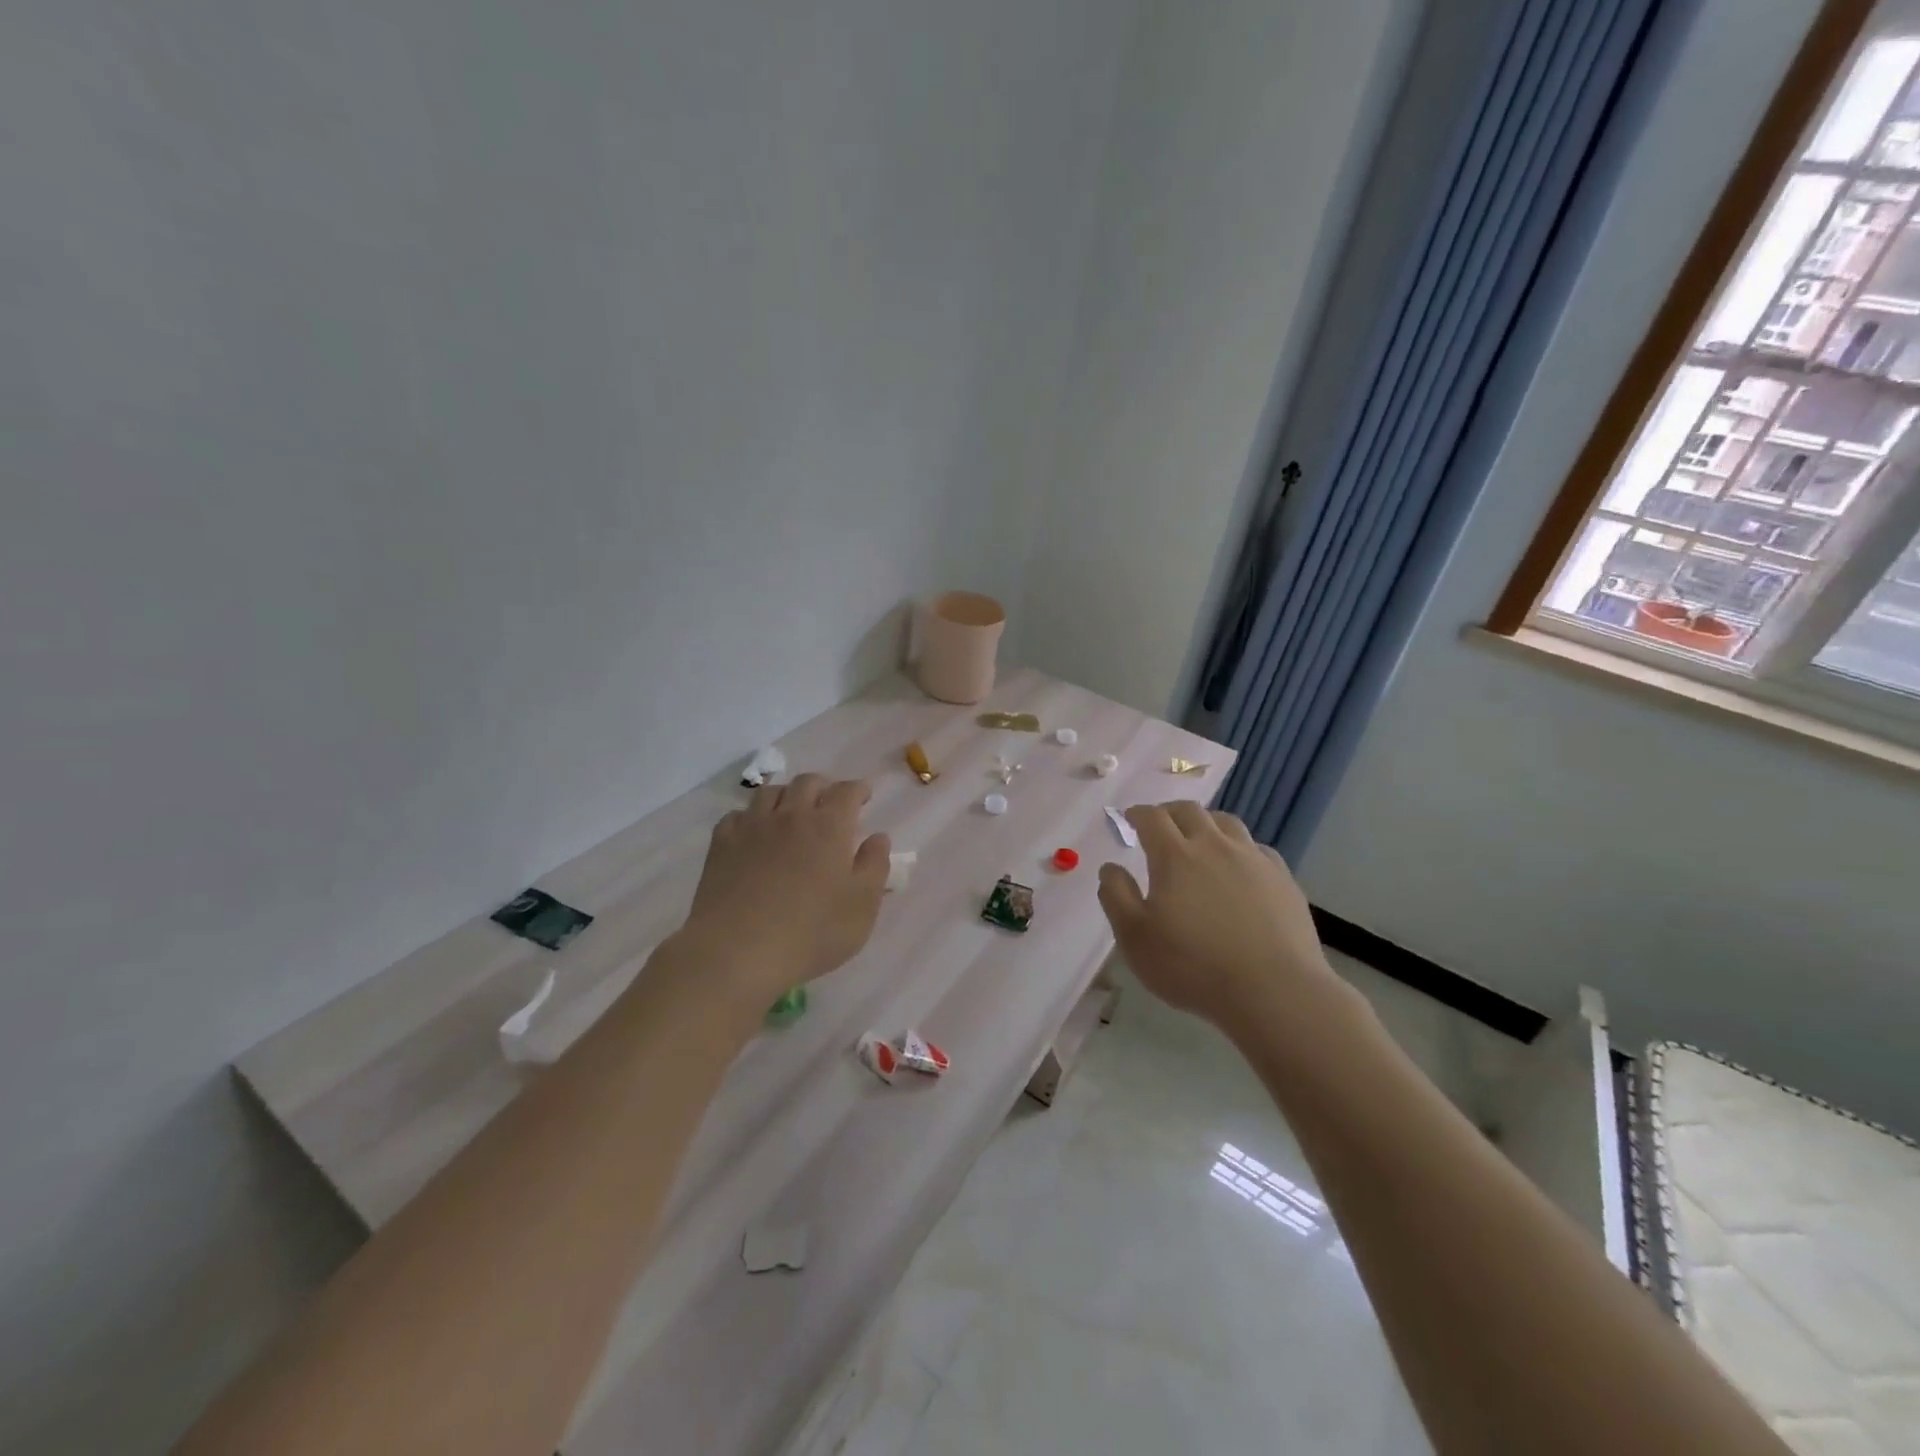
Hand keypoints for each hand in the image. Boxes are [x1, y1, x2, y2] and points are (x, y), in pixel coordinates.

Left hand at [680, 774, 890, 1002]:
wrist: (737, 952)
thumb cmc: (811, 932)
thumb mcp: (862, 906)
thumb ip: (875, 866)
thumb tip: (878, 837)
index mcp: (829, 826)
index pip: (847, 792)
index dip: (858, 789)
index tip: (864, 796)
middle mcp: (791, 815)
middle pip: (807, 782)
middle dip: (823, 787)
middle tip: (830, 803)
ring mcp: (752, 827)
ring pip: (771, 792)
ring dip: (787, 795)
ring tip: (792, 812)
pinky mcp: (722, 844)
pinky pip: (738, 815)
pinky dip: (751, 816)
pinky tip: (754, 832)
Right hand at [1096, 802, 1334, 1030]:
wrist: (1274, 991)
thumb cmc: (1193, 966)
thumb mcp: (1135, 938)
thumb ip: (1116, 896)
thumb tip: (1111, 868)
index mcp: (1174, 856)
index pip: (1152, 818)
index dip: (1138, 814)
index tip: (1130, 818)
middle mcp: (1214, 846)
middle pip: (1190, 811)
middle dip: (1169, 812)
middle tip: (1160, 824)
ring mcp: (1253, 860)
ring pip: (1227, 823)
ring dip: (1206, 823)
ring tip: (1200, 838)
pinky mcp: (1282, 879)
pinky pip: (1257, 849)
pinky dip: (1240, 848)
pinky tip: (1240, 868)